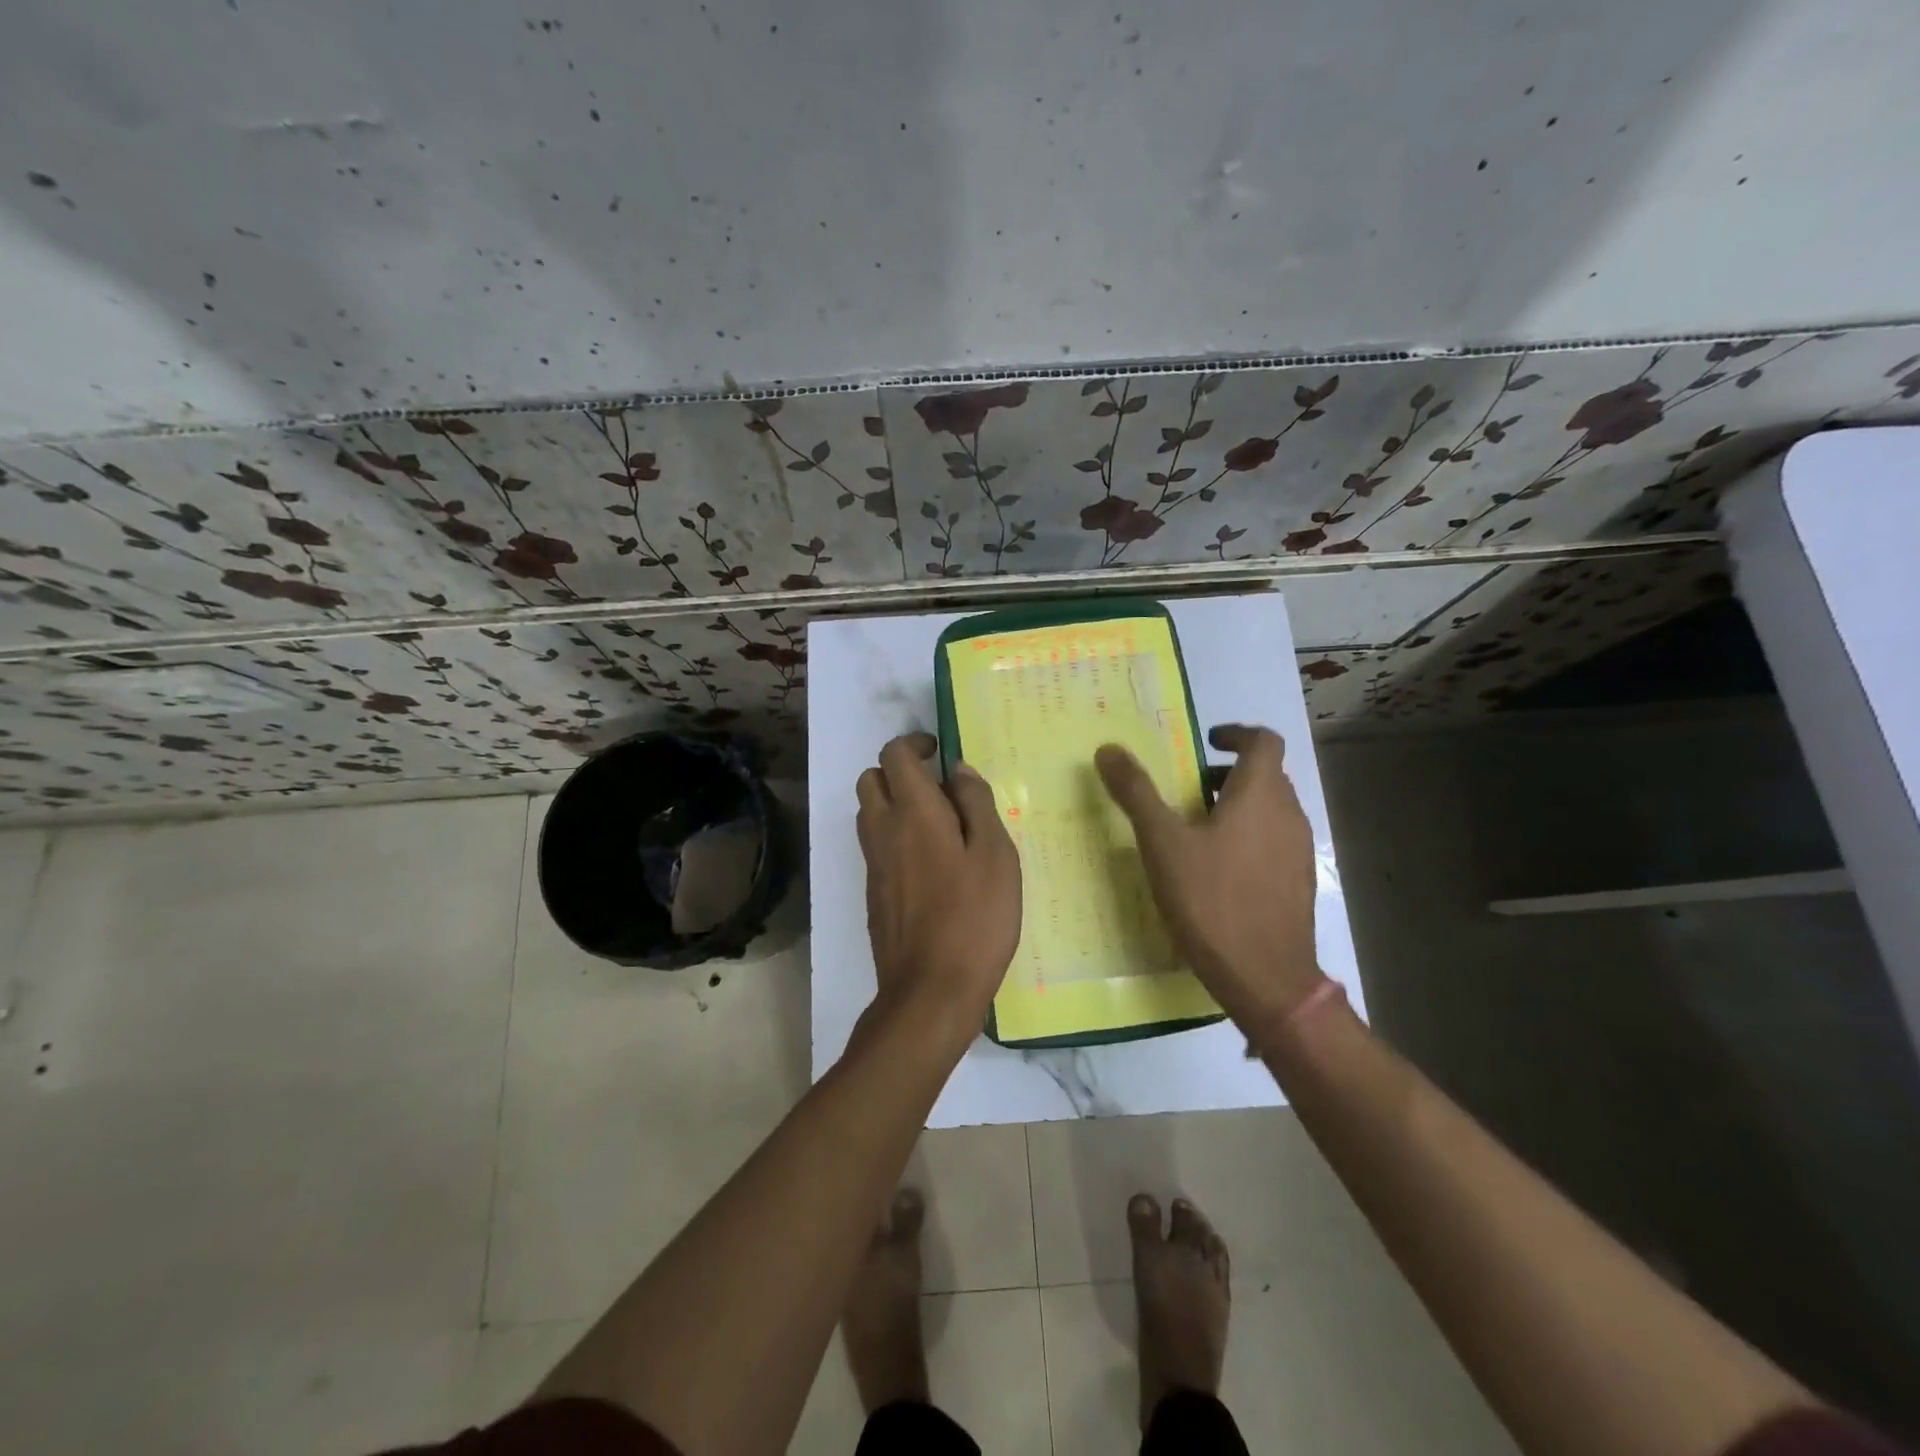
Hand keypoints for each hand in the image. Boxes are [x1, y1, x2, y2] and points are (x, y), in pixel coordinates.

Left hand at [857, 732, 1021, 1029]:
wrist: (930, 991)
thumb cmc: (974, 918)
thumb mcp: (995, 855)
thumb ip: (977, 804)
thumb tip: (958, 769)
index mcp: (913, 812)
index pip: (894, 755)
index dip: (914, 743)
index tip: (939, 751)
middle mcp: (883, 830)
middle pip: (870, 779)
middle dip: (898, 770)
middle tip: (938, 787)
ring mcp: (873, 864)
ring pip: (869, 813)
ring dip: (894, 803)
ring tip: (938, 824)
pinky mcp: (873, 893)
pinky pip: (876, 846)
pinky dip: (894, 836)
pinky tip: (932, 864)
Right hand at [1095, 724, 1321, 1030]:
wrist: (1264, 976)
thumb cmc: (1211, 899)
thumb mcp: (1162, 843)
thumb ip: (1136, 793)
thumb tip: (1108, 749)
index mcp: (1260, 795)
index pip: (1264, 741)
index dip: (1236, 733)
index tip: (1206, 742)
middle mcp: (1288, 814)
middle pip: (1267, 775)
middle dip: (1229, 773)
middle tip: (1189, 789)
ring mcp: (1299, 851)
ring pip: (1271, 810)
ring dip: (1239, 806)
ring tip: (1197, 829)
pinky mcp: (1299, 882)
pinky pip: (1275, 841)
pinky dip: (1249, 836)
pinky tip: (1218, 869)